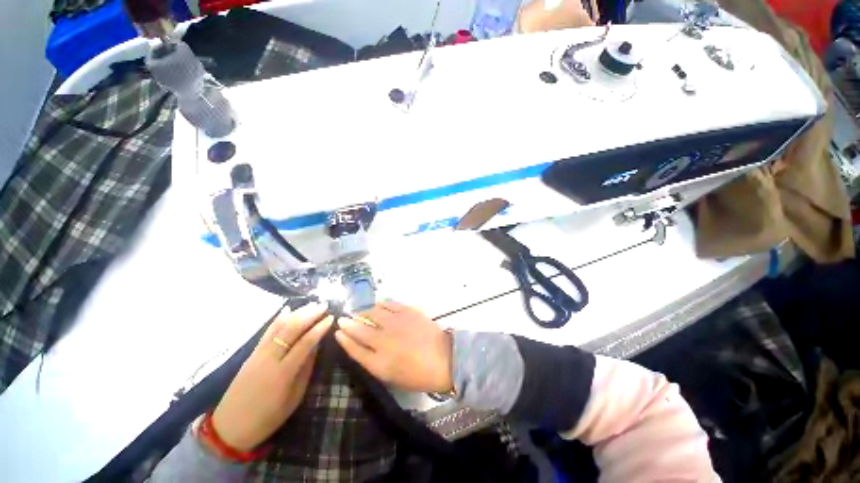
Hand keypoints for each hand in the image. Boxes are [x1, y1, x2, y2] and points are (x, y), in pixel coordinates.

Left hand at [209, 302, 332, 451]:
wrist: (229, 428)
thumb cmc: (267, 418)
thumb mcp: (294, 398)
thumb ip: (306, 369)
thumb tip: (316, 346)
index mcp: (283, 373)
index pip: (305, 343)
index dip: (319, 328)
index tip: (331, 317)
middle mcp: (270, 359)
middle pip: (292, 329)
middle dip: (309, 314)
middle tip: (324, 305)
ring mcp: (258, 354)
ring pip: (279, 327)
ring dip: (297, 313)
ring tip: (311, 304)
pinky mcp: (251, 354)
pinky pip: (267, 332)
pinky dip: (279, 319)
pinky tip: (287, 309)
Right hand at [334, 301, 452, 392]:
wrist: (443, 359)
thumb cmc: (418, 374)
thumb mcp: (391, 376)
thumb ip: (373, 361)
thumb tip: (362, 345)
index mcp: (379, 363)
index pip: (354, 348)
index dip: (344, 339)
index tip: (338, 331)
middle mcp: (384, 341)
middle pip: (359, 329)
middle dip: (348, 323)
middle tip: (343, 319)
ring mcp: (396, 323)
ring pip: (373, 313)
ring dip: (364, 312)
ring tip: (361, 313)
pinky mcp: (408, 311)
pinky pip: (389, 304)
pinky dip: (380, 305)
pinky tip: (378, 306)